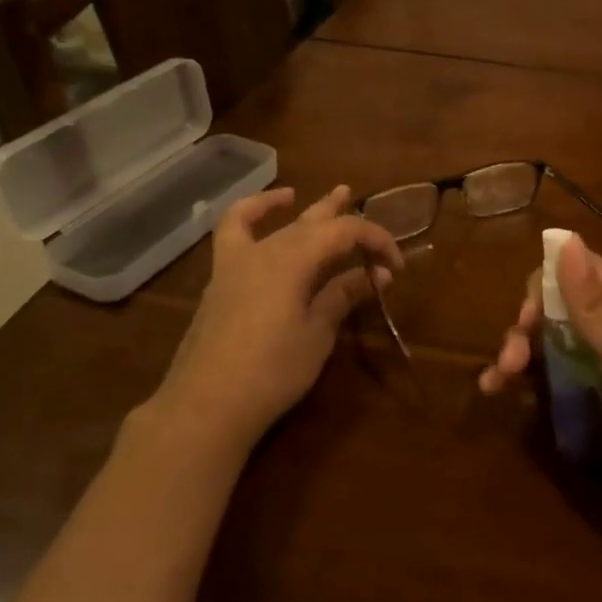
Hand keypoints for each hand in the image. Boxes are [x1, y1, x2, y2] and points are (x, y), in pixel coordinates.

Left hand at [155, 185, 402, 451]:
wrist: (205, 406)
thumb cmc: (271, 372)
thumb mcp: (317, 335)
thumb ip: (343, 297)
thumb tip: (377, 275)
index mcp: (295, 259)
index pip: (345, 232)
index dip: (376, 240)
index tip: (396, 265)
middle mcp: (266, 250)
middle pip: (311, 221)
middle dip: (342, 215)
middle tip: (365, 210)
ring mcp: (237, 262)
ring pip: (274, 222)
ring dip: (297, 207)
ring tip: (310, 195)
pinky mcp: (220, 281)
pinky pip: (233, 232)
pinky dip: (249, 215)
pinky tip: (259, 213)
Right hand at [480, 234, 601, 558]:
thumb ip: (599, 308)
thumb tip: (564, 239)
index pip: (584, 271)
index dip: (548, 284)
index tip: (525, 318)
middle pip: (562, 308)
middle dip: (528, 326)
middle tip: (510, 361)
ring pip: (552, 343)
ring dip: (520, 354)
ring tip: (496, 382)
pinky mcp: (596, 405)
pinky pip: (554, 380)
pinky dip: (527, 382)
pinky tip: (501, 396)